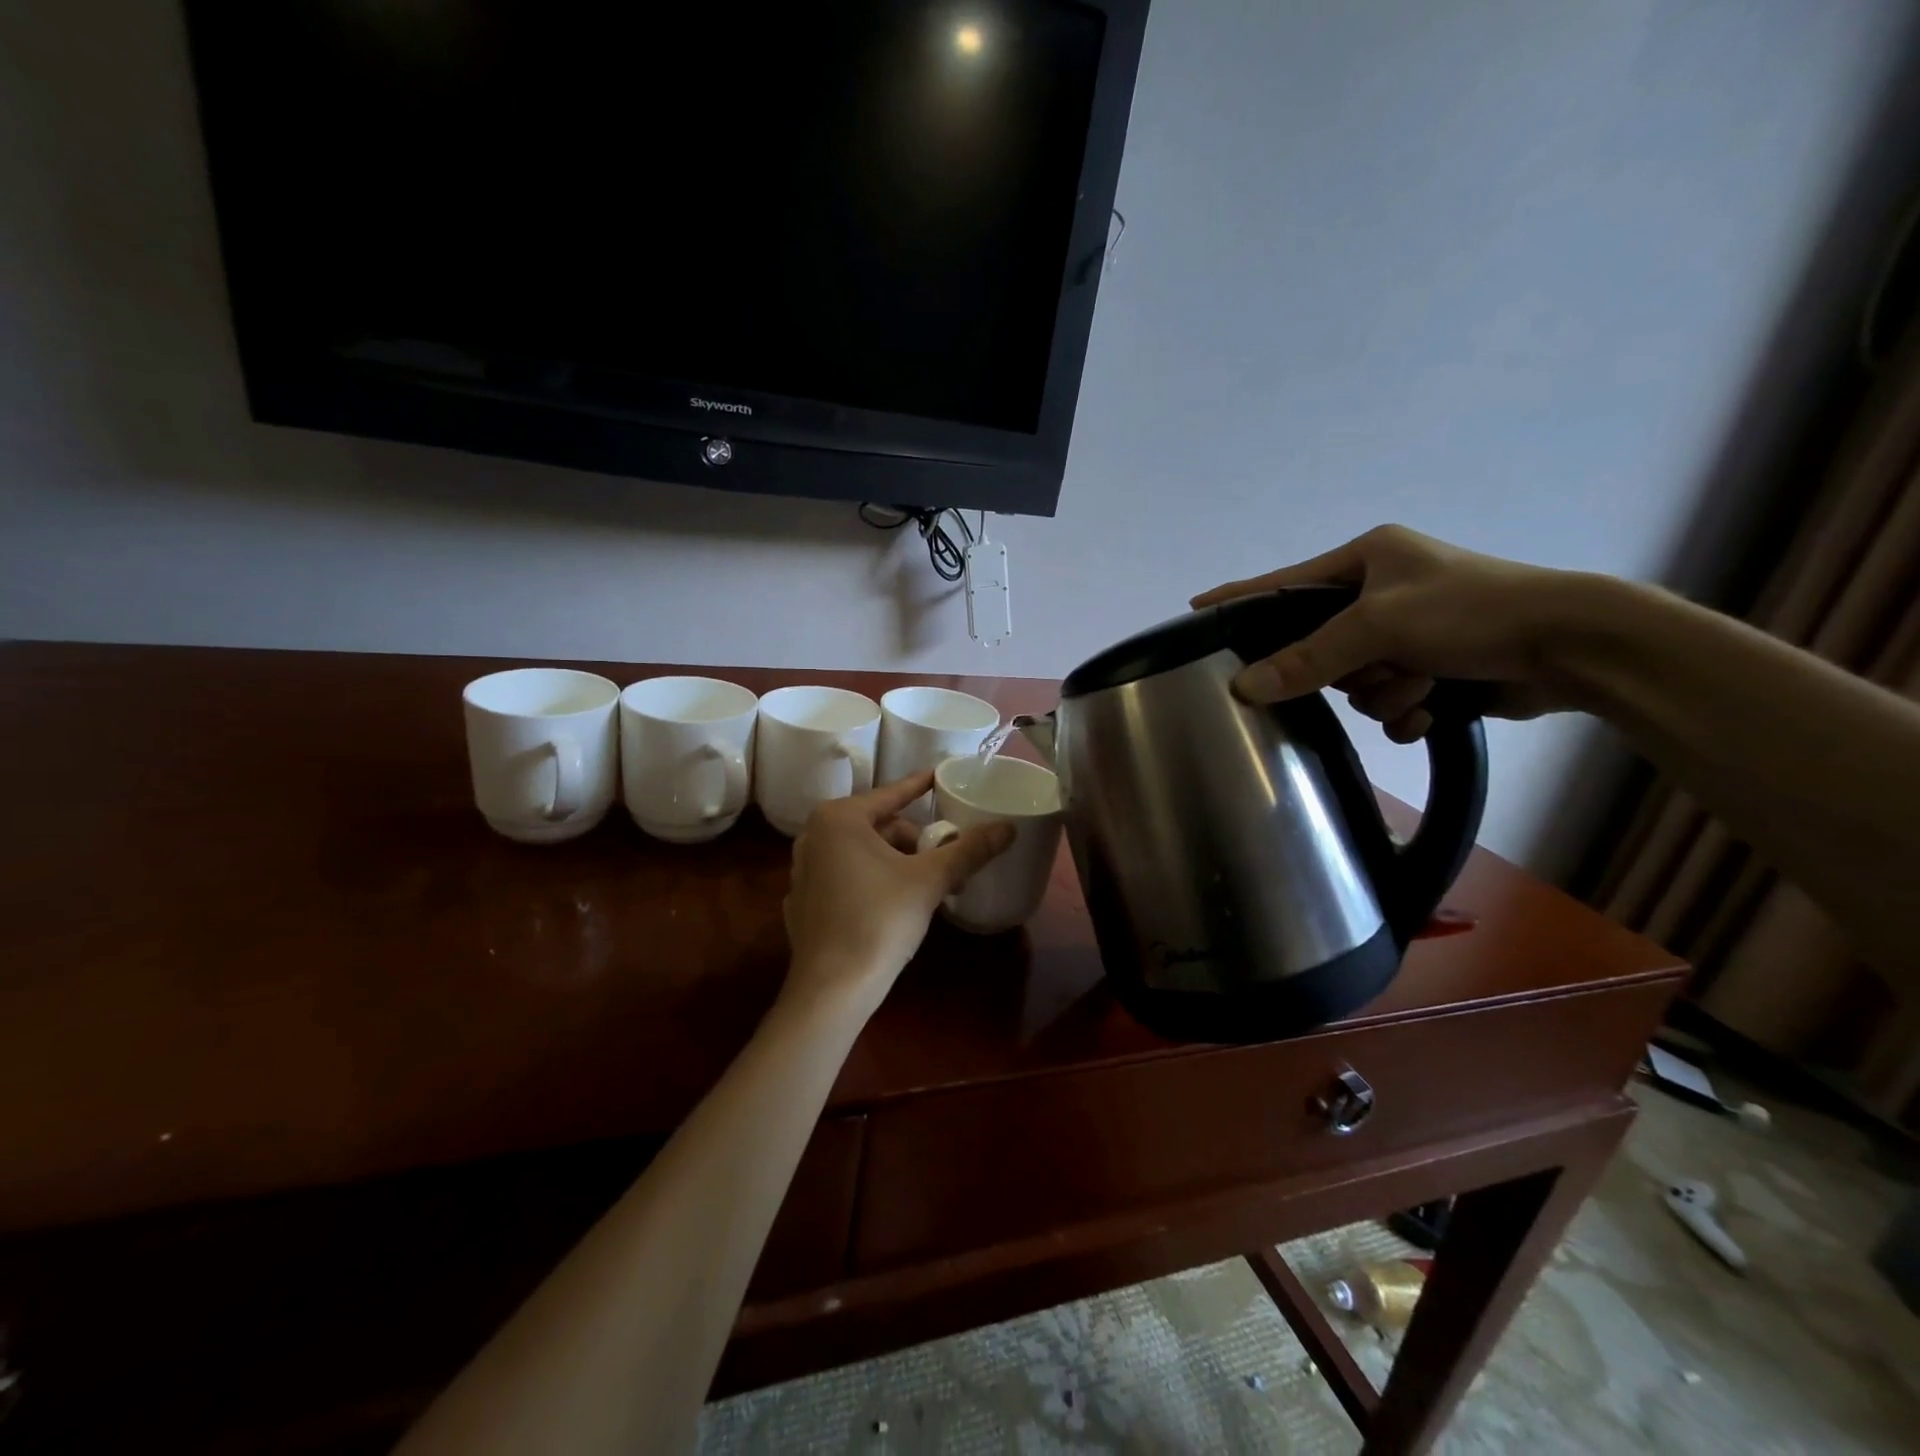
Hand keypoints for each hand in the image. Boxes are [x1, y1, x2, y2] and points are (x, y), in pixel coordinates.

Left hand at [781, 773, 1013, 1020]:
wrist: (832, 988)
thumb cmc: (880, 920)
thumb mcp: (930, 880)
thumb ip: (968, 850)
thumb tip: (1008, 827)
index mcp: (839, 819)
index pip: (891, 794)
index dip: (919, 785)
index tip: (940, 776)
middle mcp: (813, 836)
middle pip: (879, 827)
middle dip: (915, 842)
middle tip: (945, 862)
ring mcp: (803, 871)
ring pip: (862, 853)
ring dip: (897, 863)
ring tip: (927, 887)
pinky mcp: (802, 903)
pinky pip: (845, 878)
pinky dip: (871, 882)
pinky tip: (891, 906)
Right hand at [1191, 525, 1574, 740]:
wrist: (1573, 646)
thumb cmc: (1471, 612)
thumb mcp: (1380, 626)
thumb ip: (1308, 657)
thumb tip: (1244, 687)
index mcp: (1368, 559)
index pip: (1285, 584)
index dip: (1240, 599)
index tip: (1196, 610)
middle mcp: (1383, 591)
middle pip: (1320, 646)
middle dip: (1350, 668)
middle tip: (1377, 666)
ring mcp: (1409, 632)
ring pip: (1354, 682)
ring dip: (1385, 692)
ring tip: (1424, 683)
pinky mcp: (1432, 667)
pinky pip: (1386, 702)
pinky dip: (1406, 710)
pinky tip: (1434, 707)